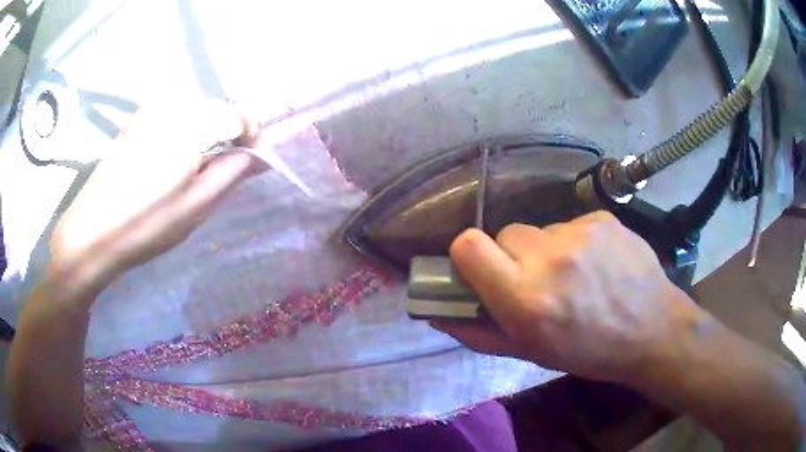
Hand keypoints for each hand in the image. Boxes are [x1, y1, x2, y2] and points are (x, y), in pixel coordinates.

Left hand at [49, 100, 261, 293]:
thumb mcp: (195, 207)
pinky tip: (166, 163)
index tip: (247, 162)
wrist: (90, 233)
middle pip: (217, 110)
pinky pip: (173, 117)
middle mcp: (171, 106)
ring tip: (188, 172)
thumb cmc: (145, 225)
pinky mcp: (136, 119)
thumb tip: (262, 155)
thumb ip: (232, 173)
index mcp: (188, 126)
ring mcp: (150, 109)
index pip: (239, 114)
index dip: (251, 136)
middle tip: (214, 174)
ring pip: (195, 113)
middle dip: (226, 136)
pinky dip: (182, 134)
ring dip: (203, 136)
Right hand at [432, 211, 708, 385]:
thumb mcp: (530, 354)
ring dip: (546, 251)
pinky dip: (574, 242)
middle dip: (513, 257)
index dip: (468, 256)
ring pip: (539, 230)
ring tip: (574, 276)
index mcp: (525, 298)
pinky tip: (597, 264)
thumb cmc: (589, 352)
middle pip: (505, 234)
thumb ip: (478, 334)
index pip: (468, 246)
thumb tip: (439, 315)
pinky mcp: (601, 218)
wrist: (653, 329)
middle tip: (537, 282)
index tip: (482, 272)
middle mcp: (549, 257)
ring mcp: (579, 232)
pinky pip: (570, 224)